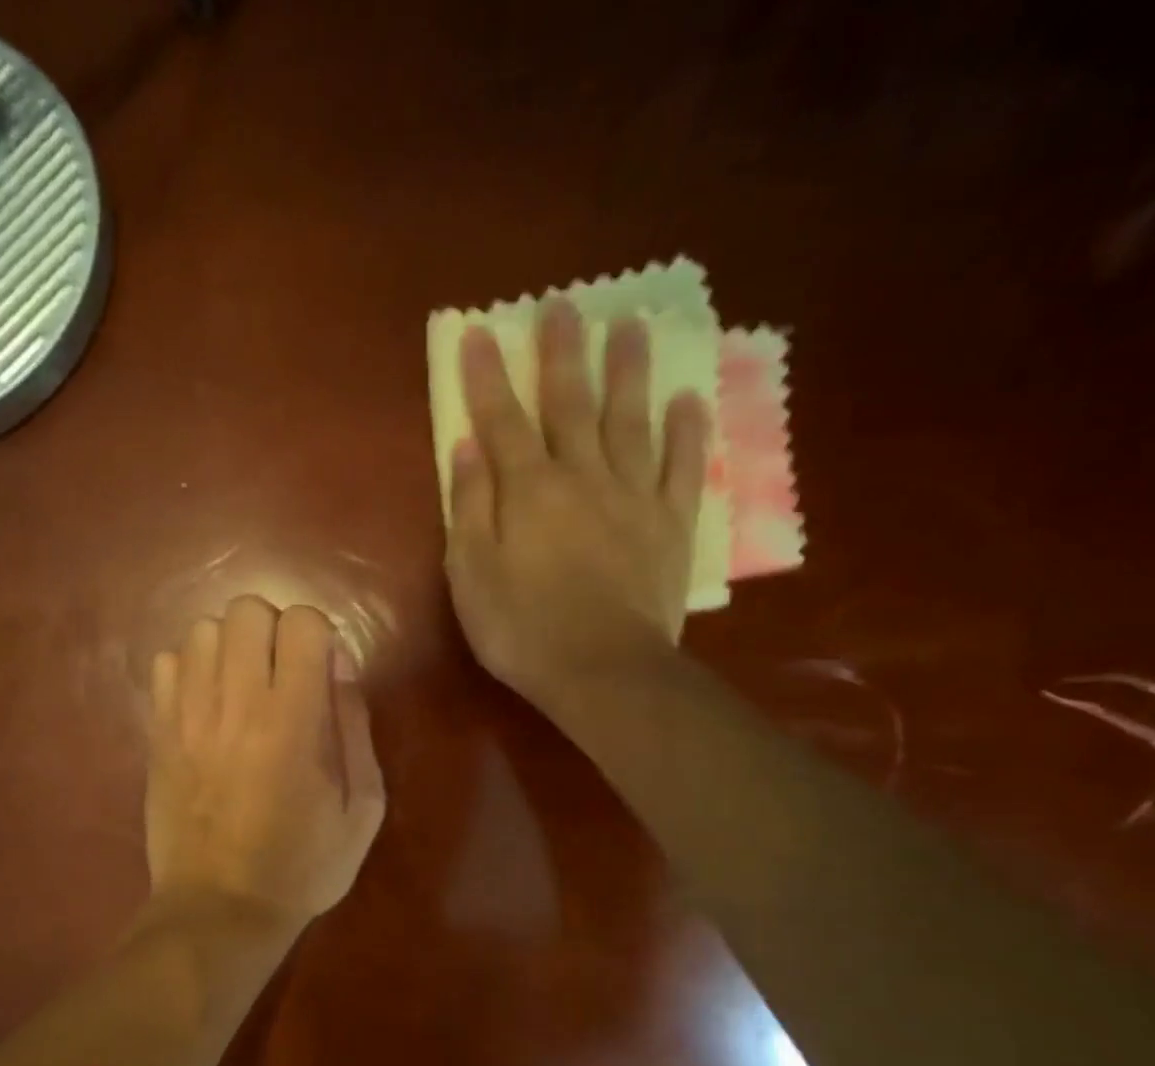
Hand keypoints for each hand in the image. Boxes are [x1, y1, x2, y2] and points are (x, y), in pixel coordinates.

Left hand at [146, 596, 385, 934]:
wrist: (219, 909)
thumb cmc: (303, 866)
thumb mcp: (363, 809)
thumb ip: (356, 727)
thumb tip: (339, 663)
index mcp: (293, 722)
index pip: (301, 622)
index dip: (319, 636)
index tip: (322, 673)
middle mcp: (235, 705)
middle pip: (246, 610)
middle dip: (273, 630)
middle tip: (282, 675)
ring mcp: (187, 716)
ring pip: (202, 629)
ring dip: (230, 645)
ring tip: (242, 686)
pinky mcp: (157, 731)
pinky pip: (164, 662)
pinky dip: (189, 668)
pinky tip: (205, 704)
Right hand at [444, 298, 711, 716]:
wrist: (602, 669)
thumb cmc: (522, 629)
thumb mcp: (471, 575)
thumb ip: (469, 507)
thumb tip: (466, 447)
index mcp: (527, 490)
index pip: (502, 420)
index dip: (488, 376)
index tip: (481, 331)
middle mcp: (582, 477)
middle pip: (570, 404)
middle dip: (562, 354)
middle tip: (563, 306)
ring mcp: (633, 496)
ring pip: (630, 420)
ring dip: (628, 371)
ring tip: (631, 326)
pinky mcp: (671, 523)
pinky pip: (681, 466)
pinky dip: (686, 430)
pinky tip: (688, 398)